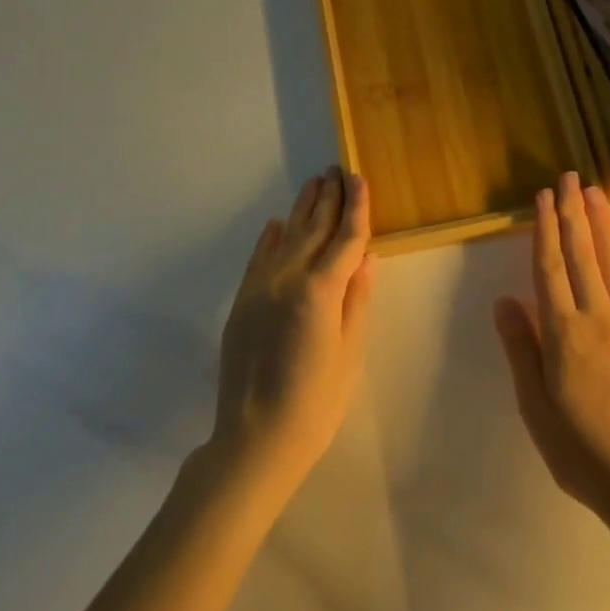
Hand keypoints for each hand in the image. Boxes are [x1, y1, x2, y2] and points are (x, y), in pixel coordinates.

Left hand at [209, 167, 375, 503]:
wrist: (254, 440)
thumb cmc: (316, 403)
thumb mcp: (349, 352)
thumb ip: (357, 299)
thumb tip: (367, 256)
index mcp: (320, 290)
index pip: (345, 237)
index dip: (355, 207)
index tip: (359, 179)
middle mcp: (288, 277)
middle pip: (314, 228)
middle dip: (329, 198)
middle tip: (338, 170)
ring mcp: (260, 287)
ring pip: (286, 236)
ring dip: (302, 209)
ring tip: (315, 184)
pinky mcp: (242, 301)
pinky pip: (258, 258)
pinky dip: (270, 237)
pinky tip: (277, 223)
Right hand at [494, 173, 609, 525]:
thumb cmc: (582, 450)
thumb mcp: (536, 408)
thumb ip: (522, 350)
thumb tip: (505, 300)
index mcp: (564, 334)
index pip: (549, 269)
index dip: (544, 230)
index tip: (543, 197)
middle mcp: (598, 318)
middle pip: (582, 256)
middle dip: (574, 214)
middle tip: (570, 178)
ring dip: (604, 226)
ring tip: (596, 194)